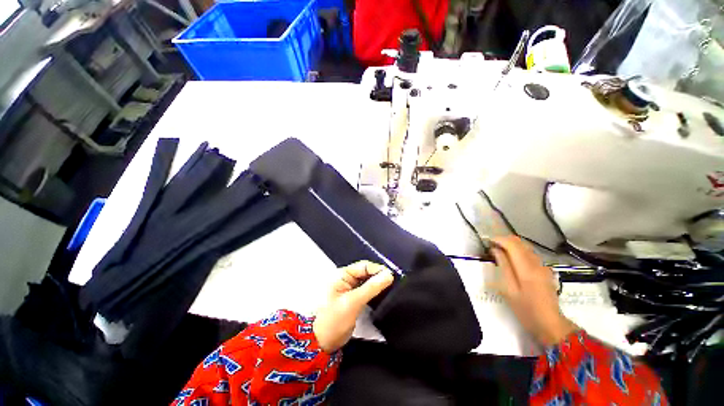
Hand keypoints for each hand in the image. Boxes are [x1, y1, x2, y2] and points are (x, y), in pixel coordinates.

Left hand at [313, 261, 394, 352]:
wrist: (322, 343)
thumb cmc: (333, 321)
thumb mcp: (353, 302)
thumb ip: (371, 287)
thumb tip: (388, 275)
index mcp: (342, 274)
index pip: (364, 266)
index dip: (378, 269)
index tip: (392, 276)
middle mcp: (346, 279)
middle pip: (366, 272)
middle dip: (379, 276)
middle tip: (394, 282)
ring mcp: (350, 289)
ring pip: (368, 281)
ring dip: (378, 284)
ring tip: (391, 287)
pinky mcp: (354, 298)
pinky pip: (367, 290)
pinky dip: (375, 291)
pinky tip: (383, 294)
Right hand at [489, 236, 577, 345]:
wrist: (550, 324)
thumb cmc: (525, 309)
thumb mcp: (508, 289)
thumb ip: (503, 266)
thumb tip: (495, 250)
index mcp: (527, 268)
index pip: (512, 244)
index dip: (498, 239)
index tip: (487, 242)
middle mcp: (537, 263)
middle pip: (520, 242)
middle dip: (504, 240)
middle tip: (491, 246)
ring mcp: (543, 266)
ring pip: (526, 246)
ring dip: (511, 245)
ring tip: (499, 251)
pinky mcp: (545, 270)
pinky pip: (530, 253)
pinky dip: (519, 251)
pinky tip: (512, 259)